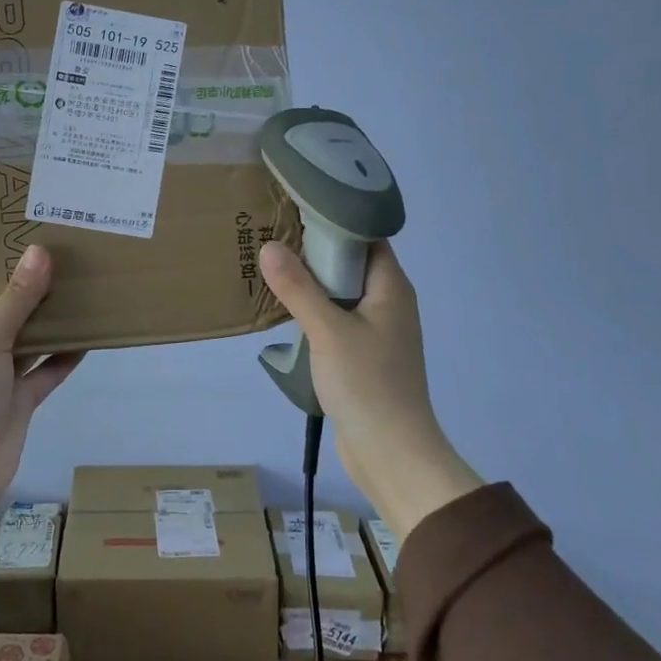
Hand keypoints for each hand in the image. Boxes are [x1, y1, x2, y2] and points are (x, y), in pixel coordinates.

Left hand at [0, 246, 84, 514]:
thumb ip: (16, 300)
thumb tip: (40, 252)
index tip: (14, 228)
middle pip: (4, 305)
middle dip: (27, 282)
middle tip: (61, 252)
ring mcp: (0, 373)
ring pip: (29, 336)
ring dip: (50, 318)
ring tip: (80, 287)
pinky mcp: (20, 399)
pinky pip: (46, 370)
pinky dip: (65, 357)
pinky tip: (89, 338)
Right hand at [259, 239, 482, 540]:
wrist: (392, 454)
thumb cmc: (368, 385)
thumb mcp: (328, 331)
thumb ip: (298, 288)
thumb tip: (268, 246)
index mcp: (391, 288)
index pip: (366, 236)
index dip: (335, 219)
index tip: (296, 206)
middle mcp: (388, 303)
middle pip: (350, 263)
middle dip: (314, 249)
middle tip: (272, 232)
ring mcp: (376, 330)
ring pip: (340, 293)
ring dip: (311, 282)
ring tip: (270, 264)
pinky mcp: (363, 355)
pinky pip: (336, 318)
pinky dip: (313, 310)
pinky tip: (284, 309)